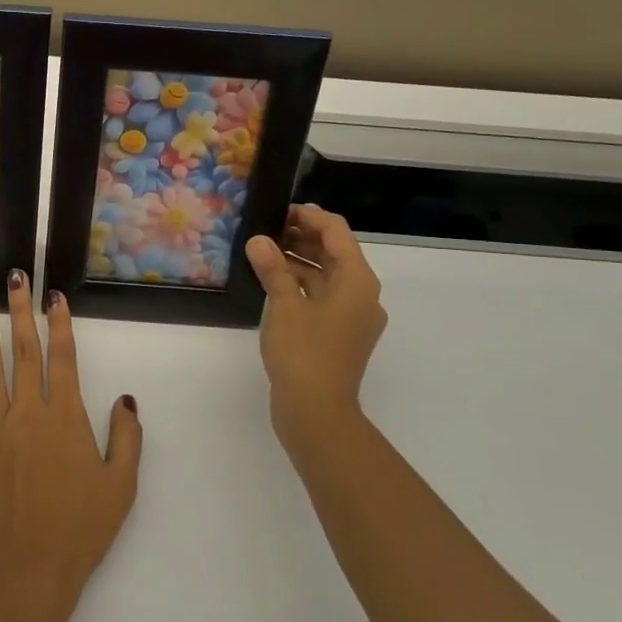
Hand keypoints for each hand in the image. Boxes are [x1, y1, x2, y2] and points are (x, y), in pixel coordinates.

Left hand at [0, 272, 142, 621]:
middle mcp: (28, 412)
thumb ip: (126, 437)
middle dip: (20, 312)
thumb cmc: (81, 530)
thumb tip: (124, 399)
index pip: (63, 358)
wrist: (31, 572)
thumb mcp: (121, 486)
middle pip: (23, 351)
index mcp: (65, 417)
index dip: (59, 324)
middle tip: (15, 279)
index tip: (54, 297)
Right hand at [245, 204, 386, 463]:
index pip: (336, 232)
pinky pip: (322, 297)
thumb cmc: (304, 352)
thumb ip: (273, 268)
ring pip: (327, 276)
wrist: (317, 411)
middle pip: (335, 253)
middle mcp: (362, 295)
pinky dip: (301, 285)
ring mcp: (353, 317)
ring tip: (263, 252)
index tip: (279, 209)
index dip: (309, 216)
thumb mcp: (284, 305)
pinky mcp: (340, 334)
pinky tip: (272, 282)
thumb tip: (259, 240)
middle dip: (302, 238)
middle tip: (265, 229)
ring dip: (299, 261)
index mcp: (358, 281)